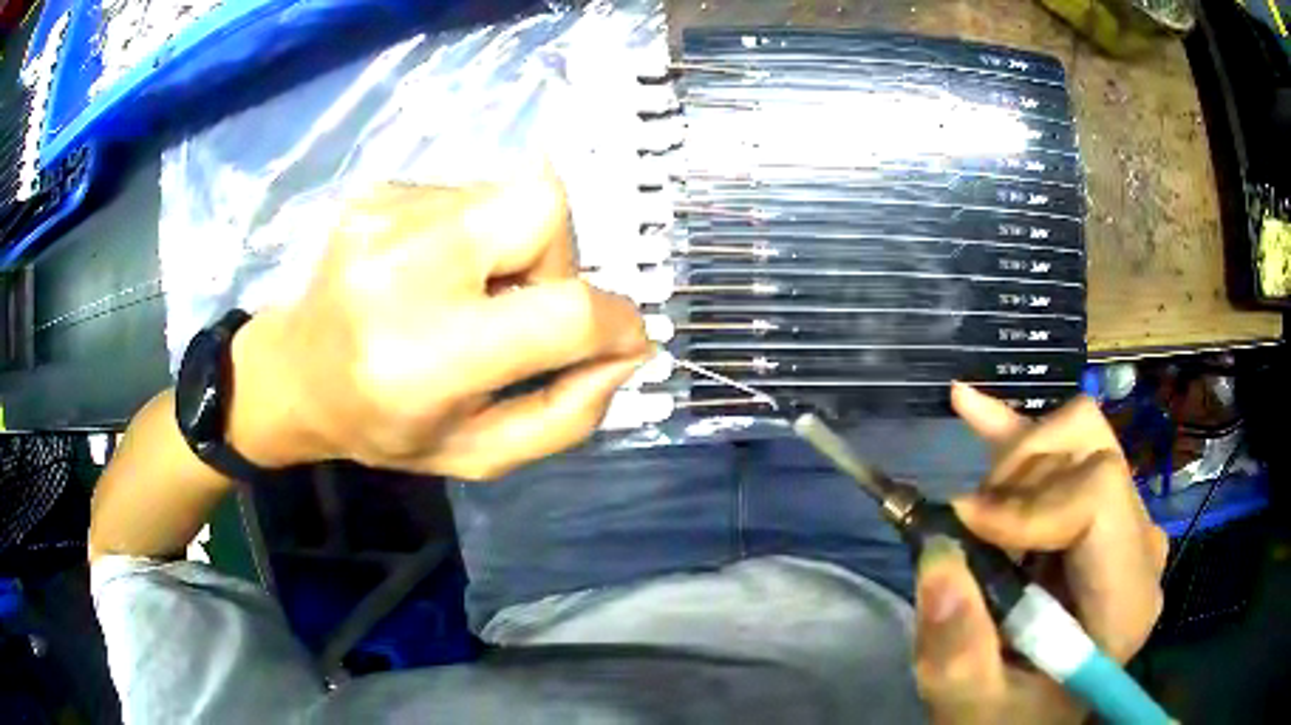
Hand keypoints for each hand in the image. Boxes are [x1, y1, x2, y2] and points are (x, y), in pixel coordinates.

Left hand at [228, 174, 650, 478]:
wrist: (292, 372)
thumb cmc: (383, 426)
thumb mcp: (477, 454)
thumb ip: (565, 415)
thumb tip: (629, 350)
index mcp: (425, 357)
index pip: (561, 312)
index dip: (615, 322)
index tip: (619, 338)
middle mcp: (402, 269)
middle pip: (543, 206)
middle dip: (559, 259)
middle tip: (520, 304)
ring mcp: (385, 216)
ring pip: (511, 192)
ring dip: (515, 245)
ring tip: (470, 289)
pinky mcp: (379, 190)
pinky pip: (469, 192)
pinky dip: (476, 231)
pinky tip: (435, 268)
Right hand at [913, 384, 1167, 723]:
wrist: (1032, 715)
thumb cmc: (1009, 719)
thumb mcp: (971, 705)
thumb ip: (958, 649)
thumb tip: (939, 559)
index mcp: (1126, 601)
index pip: (1099, 497)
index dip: (1028, 504)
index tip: (966, 531)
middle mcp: (1140, 548)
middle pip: (1093, 453)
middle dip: (1019, 478)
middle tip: (970, 528)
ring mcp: (1126, 523)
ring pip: (1079, 439)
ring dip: (1014, 465)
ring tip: (973, 512)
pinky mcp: (1101, 512)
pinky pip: (1068, 449)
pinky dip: (1016, 430)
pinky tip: (971, 406)